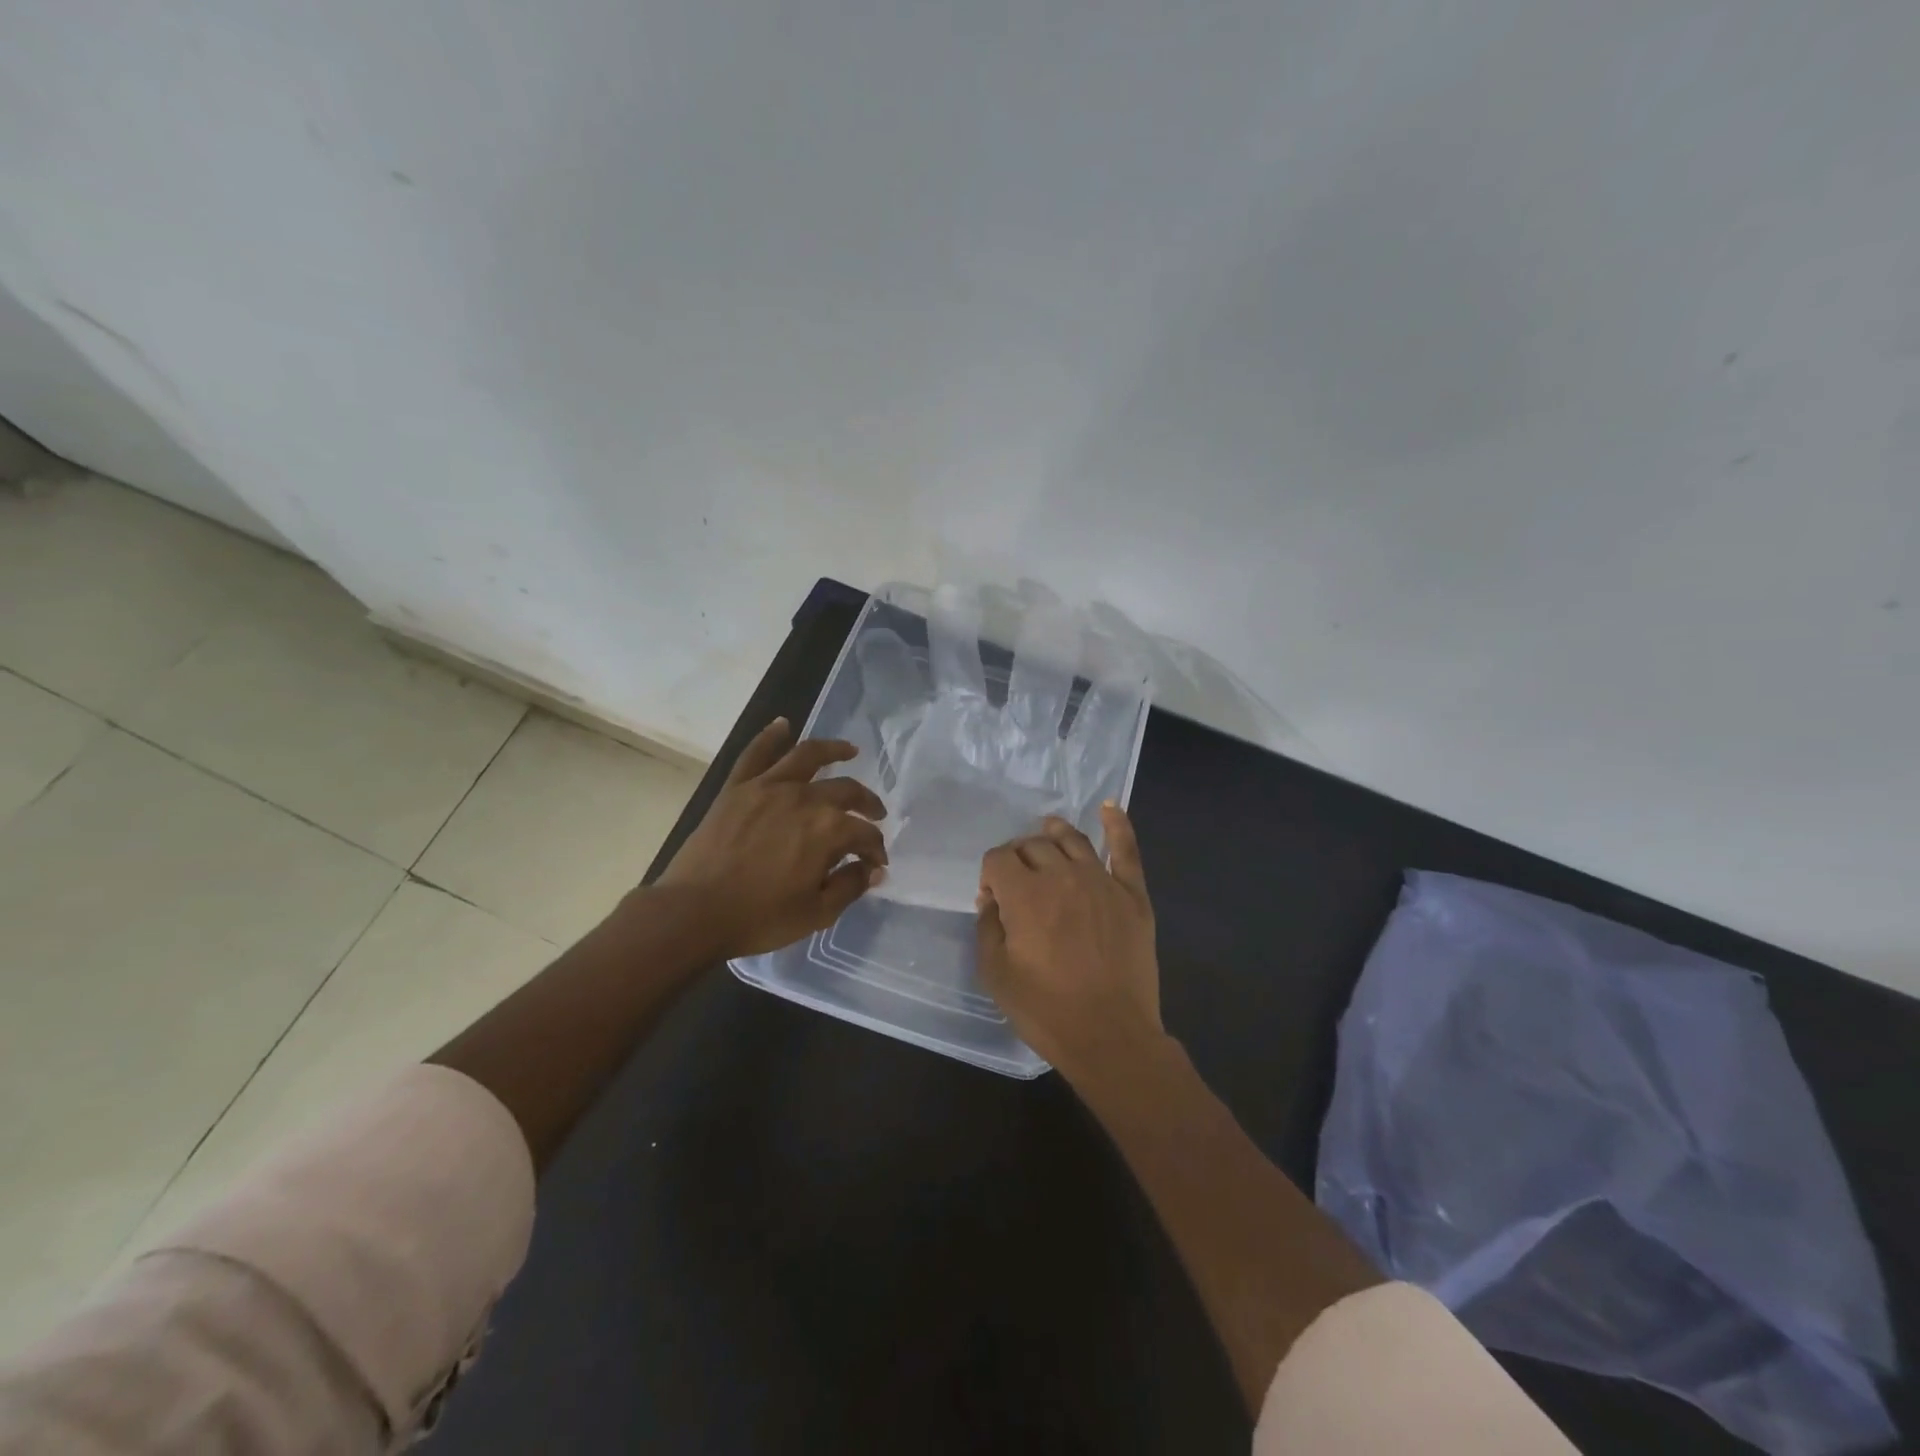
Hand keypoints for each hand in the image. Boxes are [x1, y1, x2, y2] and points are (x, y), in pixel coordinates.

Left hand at [658, 717, 887, 958]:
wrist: (694, 912)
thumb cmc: (759, 917)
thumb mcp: (816, 913)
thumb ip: (850, 887)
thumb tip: (873, 870)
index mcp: (828, 830)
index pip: (864, 834)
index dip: (875, 849)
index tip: (876, 864)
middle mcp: (804, 798)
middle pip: (846, 791)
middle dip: (867, 803)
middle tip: (874, 814)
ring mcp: (768, 787)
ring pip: (807, 756)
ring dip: (834, 750)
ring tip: (850, 750)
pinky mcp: (737, 787)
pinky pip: (755, 753)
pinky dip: (770, 735)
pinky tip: (784, 724)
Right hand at [976, 805, 1162, 1080]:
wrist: (1110, 1036)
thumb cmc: (1046, 1010)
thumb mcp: (996, 974)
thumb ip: (988, 926)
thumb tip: (992, 899)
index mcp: (1024, 894)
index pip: (998, 858)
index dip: (990, 874)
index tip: (994, 900)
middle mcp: (1061, 875)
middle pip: (1033, 845)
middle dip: (1018, 856)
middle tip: (1018, 882)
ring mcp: (1101, 881)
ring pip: (1072, 839)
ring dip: (1053, 833)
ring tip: (1047, 833)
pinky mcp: (1132, 894)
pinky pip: (1125, 849)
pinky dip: (1117, 824)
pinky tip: (1110, 807)